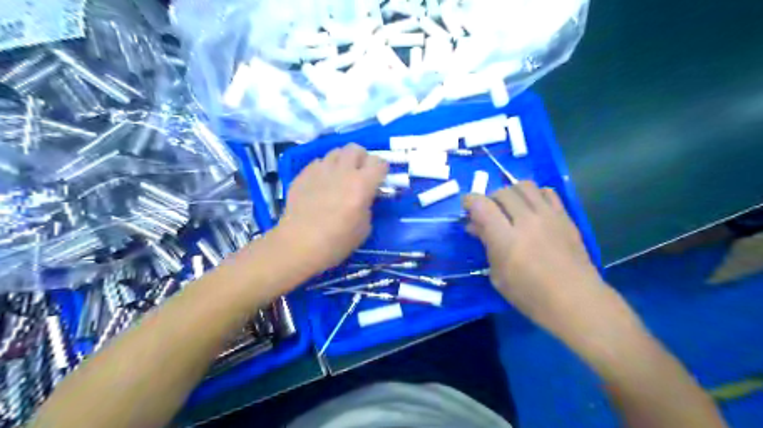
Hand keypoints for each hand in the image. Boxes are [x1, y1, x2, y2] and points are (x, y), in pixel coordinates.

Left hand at [277, 141, 388, 270]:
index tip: (379, 179)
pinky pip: (318, 162)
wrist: (299, 244)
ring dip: (342, 161)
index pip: (379, 162)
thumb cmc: (337, 241)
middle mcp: (342, 171)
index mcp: (362, 184)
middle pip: (356, 148)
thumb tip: (365, 198)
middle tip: (360, 174)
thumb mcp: (364, 228)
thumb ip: (368, 206)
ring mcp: (320, 170)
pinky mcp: (303, 174)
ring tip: (339, 176)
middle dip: (361, 158)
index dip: (381, 169)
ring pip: (335, 151)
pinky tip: (321, 184)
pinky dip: (324, 169)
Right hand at [465, 182, 608, 339]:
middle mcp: (526, 220)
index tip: (467, 207)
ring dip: (511, 192)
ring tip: (509, 207)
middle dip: (489, 199)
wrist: (576, 301)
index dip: (470, 201)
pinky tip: (532, 208)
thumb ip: (486, 245)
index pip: (482, 205)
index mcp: (506, 239)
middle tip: (488, 212)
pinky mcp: (565, 217)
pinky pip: (547, 192)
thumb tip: (475, 226)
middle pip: (502, 192)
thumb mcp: (498, 276)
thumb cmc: (531, 296)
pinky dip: (534, 194)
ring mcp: (548, 216)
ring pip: (524, 185)